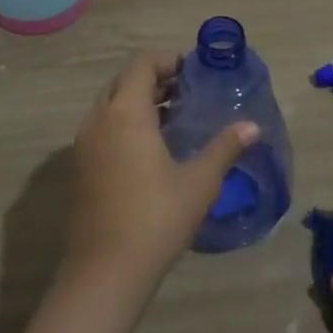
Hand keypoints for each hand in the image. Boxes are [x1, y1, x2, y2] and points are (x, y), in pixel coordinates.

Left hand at [65, 52, 256, 292]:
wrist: (105, 271)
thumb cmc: (156, 218)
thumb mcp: (199, 182)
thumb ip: (225, 148)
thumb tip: (252, 126)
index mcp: (126, 112)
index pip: (141, 63)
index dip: (168, 60)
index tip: (194, 74)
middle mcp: (98, 119)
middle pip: (123, 80)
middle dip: (154, 79)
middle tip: (186, 94)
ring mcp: (83, 144)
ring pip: (109, 104)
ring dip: (137, 101)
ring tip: (172, 119)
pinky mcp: (79, 167)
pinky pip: (101, 127)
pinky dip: (123, 123)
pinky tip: (149, 150)